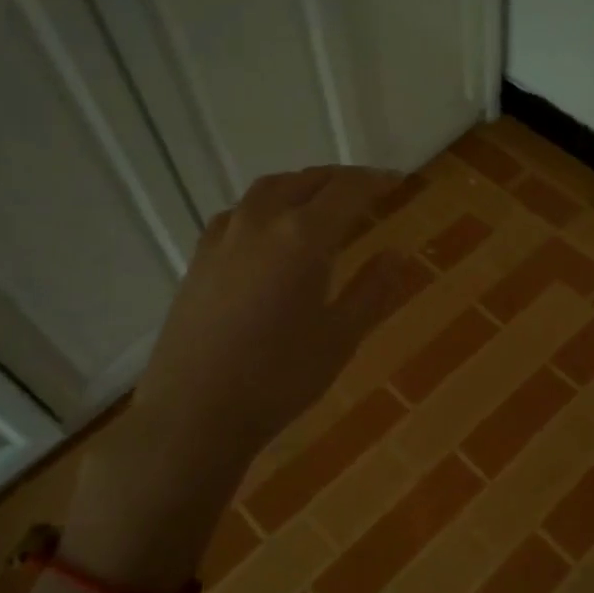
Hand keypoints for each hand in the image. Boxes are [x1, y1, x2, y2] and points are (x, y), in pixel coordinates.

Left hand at [64, 166, 411, 586]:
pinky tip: (269, 231)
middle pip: (306, 181)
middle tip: (366, 189)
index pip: (347, 190)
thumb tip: (398, 252)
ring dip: (301, 186)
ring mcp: (223, 236)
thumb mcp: (340, 337)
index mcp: (303, 237)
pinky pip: (240, 212)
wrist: (195, 412)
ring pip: (269, 190)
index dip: (376, 181)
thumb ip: (373, 289)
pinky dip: (267, 206)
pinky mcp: (199, 257)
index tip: (398, 182)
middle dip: (340, 179)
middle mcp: (261, 222)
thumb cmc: (279, 378)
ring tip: (321, 201)